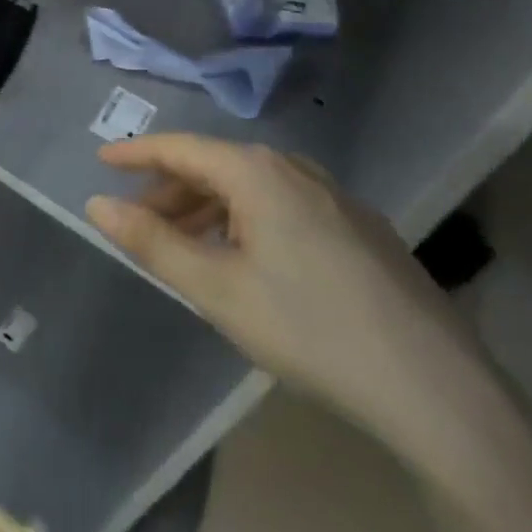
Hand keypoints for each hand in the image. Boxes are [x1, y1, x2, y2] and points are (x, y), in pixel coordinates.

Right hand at [86, 135, 495, 467]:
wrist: (433, 384)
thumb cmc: (309, 328)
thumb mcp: (217, 289)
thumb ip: (152, 242)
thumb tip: (98, 204)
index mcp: (256, 171)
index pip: (180, 147)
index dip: (136, 154)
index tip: (101, 162)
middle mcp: (294, 168)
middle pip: (216, 166)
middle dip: (171, 191)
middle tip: (139, 222)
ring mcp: (333, 195)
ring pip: (252, 187)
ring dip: (209, 209)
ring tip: (186, 246)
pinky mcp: (358, 226)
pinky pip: (283, 205)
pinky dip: (247, 220)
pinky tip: (248, 259)